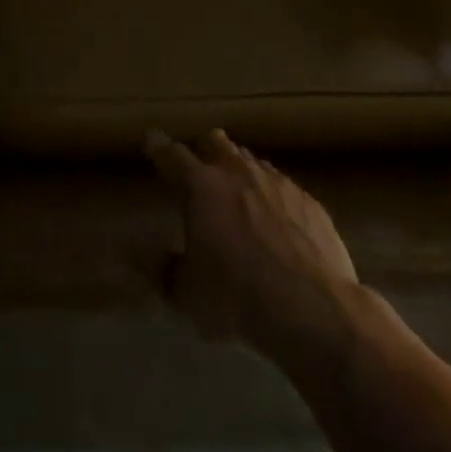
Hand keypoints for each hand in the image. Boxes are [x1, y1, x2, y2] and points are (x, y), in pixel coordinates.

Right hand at [145, 129, 360, 367]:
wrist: (314, 310)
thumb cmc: (238, 298)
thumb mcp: (187, 294)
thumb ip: (161, 269)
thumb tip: (136, 254)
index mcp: (201, 186)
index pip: (171, 154)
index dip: (158, 147)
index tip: (151, 141)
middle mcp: (237, 172)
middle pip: (215, 142)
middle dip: (204, 149)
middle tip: (199, 166)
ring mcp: (276, 182)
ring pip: (251, 161)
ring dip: (239, 171)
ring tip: (237, 192)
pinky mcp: (308, 201)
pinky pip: (283, 186)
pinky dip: (272, 196)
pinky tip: (276, 220)